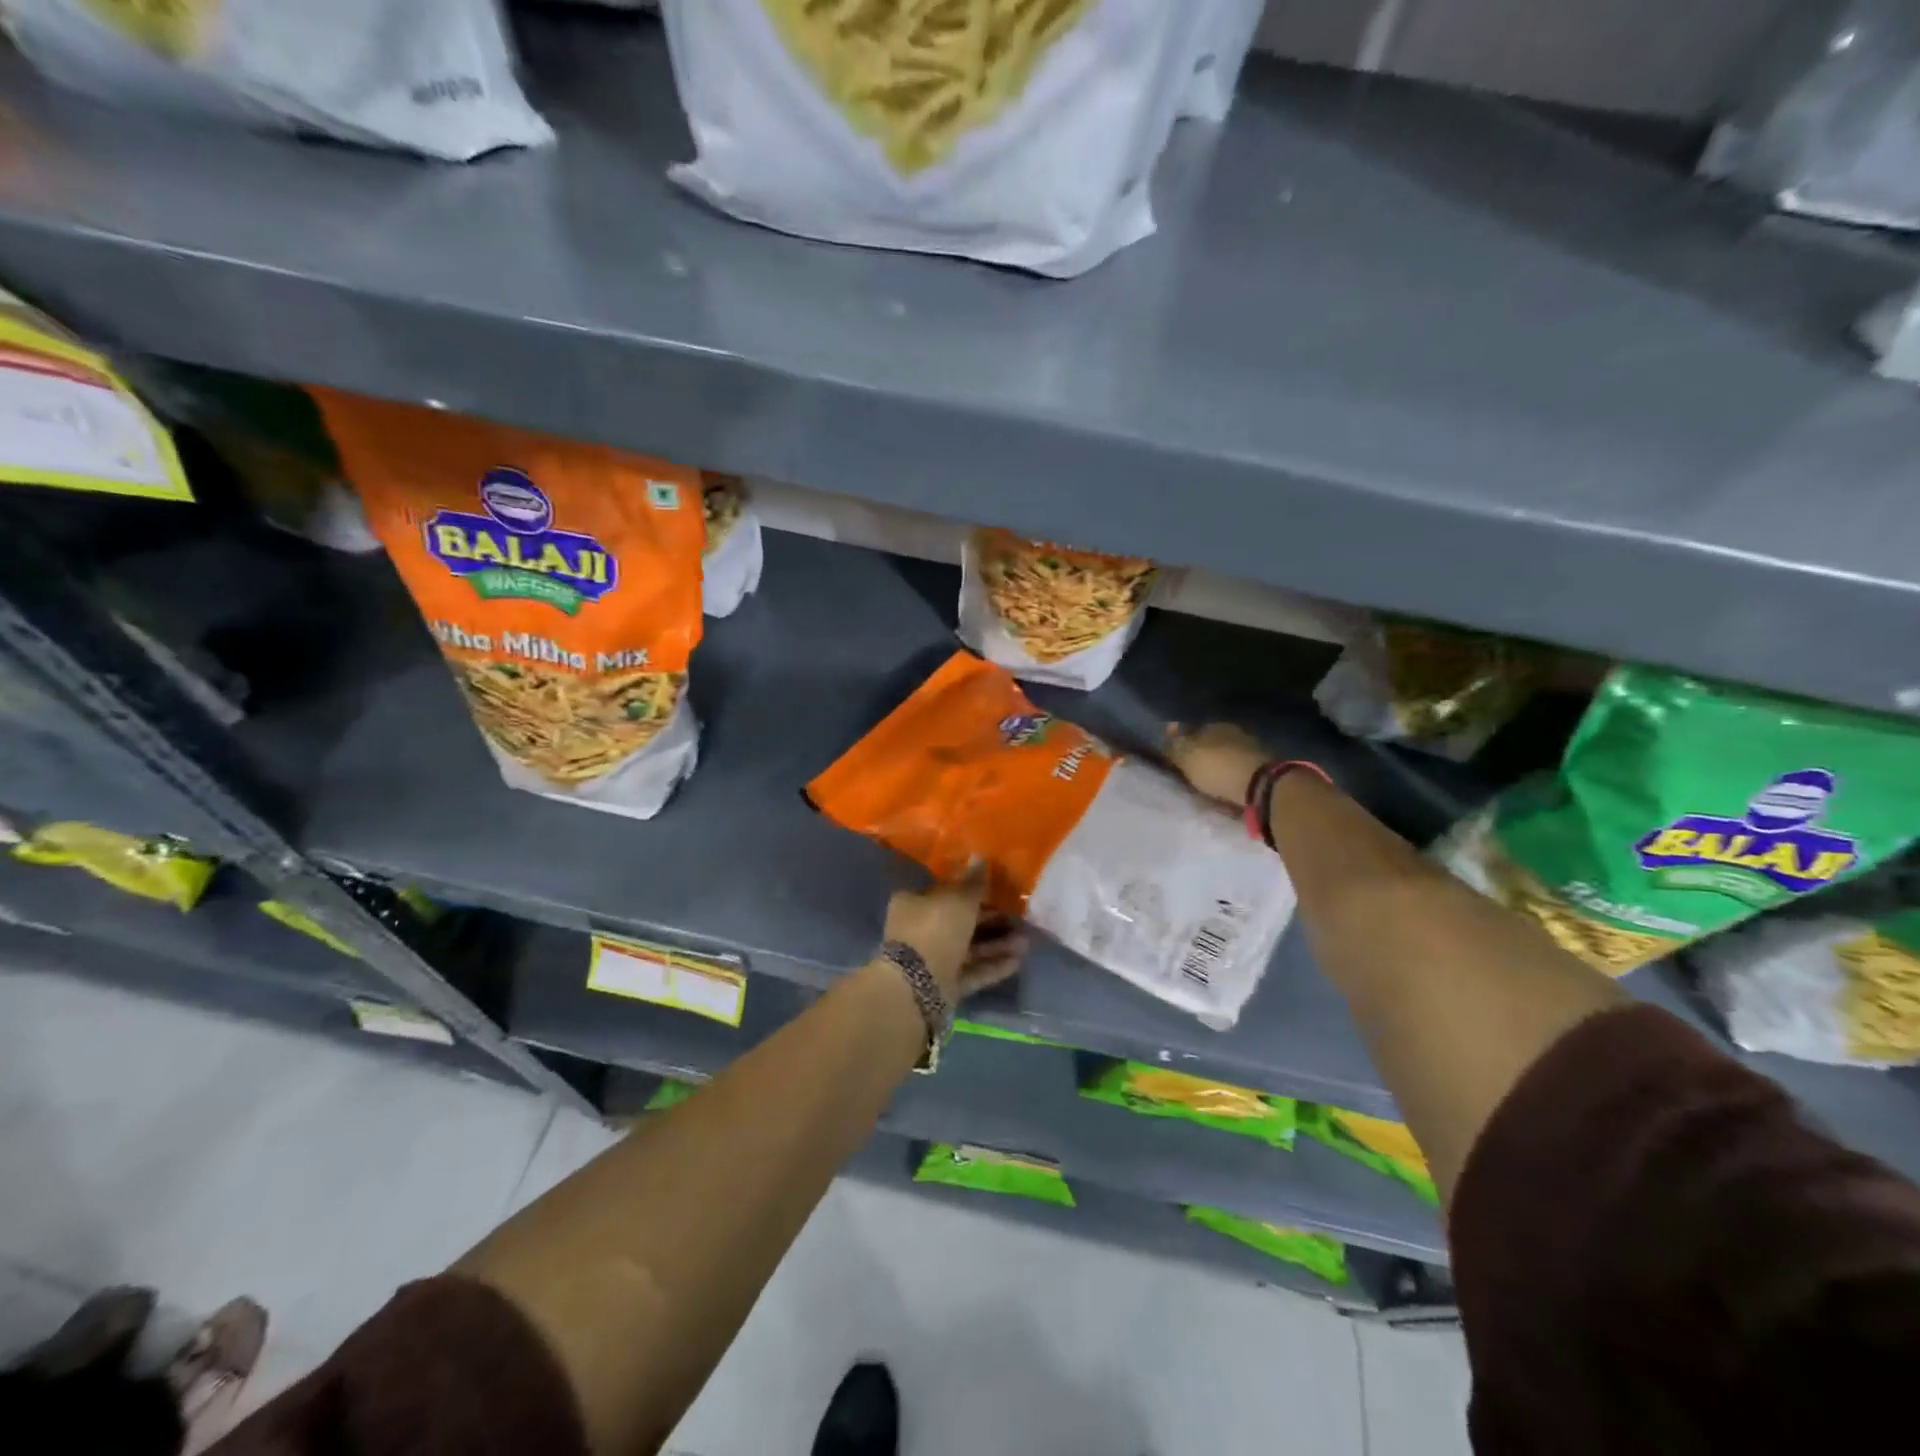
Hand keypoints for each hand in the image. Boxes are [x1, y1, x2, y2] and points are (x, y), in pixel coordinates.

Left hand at [882, 867, 1027, 1002]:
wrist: (918, 984)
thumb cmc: (935, 929)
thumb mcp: (958, 899)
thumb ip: (973, 882)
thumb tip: (980, 858)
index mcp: (914, 903)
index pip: (944, 892)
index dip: (970, 890)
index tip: (996, 891)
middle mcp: (920, 929)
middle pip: (960, 921)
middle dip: (991, 920)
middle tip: (1018, 917)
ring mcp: (932, 959)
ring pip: (969, 948)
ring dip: (997, 944)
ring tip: (1025, 941)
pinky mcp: (944, 984)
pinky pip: (972, 971)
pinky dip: (993, 966)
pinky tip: (1018, 961)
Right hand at [1165, 722, 1267, 806]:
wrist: (1261, 787)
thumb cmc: (1218, 767)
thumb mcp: (1186, 755)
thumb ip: (1174, 744)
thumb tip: (1167, 730)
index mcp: (1215, 725)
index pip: (1193, 729)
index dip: (1181, 742)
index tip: (1172, 757)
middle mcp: (1235, 733)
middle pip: (1211, 745)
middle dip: (1201, 756)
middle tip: (1188, 773)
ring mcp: (1251, 751)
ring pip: (1226, 759)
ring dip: (1217, 770)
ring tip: (1205, 786)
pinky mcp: (1263, 771)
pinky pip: (1238, 775)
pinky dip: (1230, 781)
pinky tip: (1223, 791)